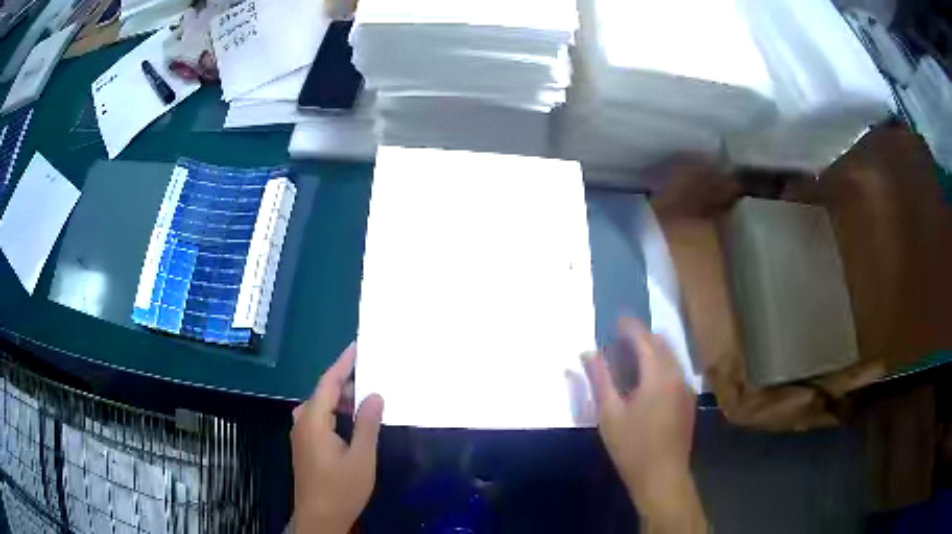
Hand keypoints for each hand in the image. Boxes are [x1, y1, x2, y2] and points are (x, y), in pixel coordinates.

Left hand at [291, 343, 384, 533]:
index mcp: (313, 420)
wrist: (319, 517)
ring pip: (321, 406)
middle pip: (323, 393)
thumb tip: (375, 394)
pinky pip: (319, 418)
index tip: (358, 345)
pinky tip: (352, 420)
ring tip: (367, 395)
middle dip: (346, 381)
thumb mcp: (361, 458)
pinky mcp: (305, 445)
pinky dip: (336, 412)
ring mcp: (301, 434)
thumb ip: (367, 424)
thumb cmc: (341, 489)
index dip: (343, 363)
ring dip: (342, 399)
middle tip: (373, 373)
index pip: (328, 382)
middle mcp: (302, 422)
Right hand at [583, 317, 705, 532]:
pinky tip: (647, 379)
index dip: (630, 327)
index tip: (616, 319)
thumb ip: (600, 379)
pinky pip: (676, 370)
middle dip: (643, 335)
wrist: (662, 477)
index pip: (645, 340)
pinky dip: (662, 363)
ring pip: (671, 356)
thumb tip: (587, 352)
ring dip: (654, 349)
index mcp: (658, 376)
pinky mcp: (688, 401)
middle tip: (621, 337)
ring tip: (632, 355)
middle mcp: (677, 376)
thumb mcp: (609, 414)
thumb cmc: (632, 447)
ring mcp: (686, 389)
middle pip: (662, 344)